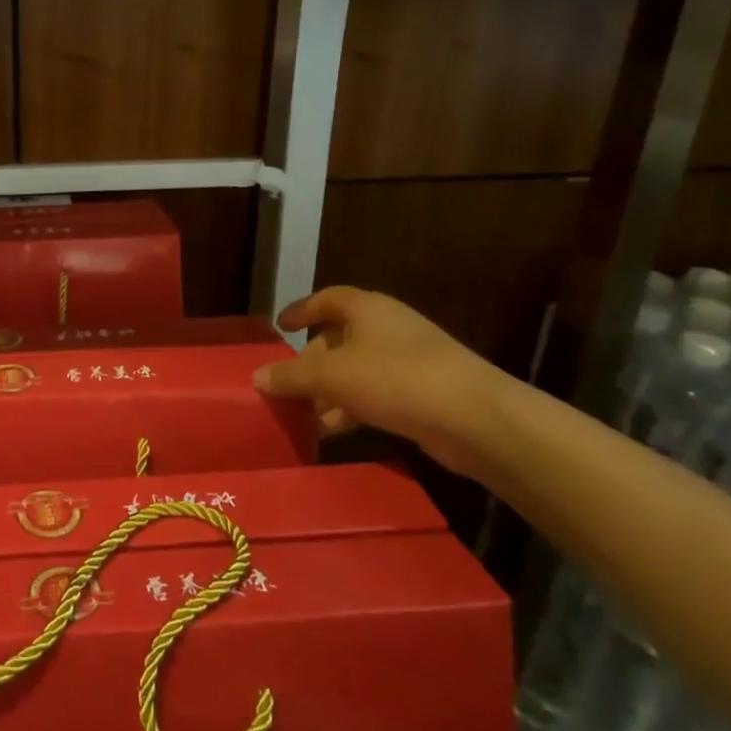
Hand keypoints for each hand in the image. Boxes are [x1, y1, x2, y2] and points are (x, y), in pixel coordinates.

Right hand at [252, 287, 512, 479]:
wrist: (474, 417)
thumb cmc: (394, 379)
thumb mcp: (331, 376)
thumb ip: (291, 376)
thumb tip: (257, 377)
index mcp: (367, 310)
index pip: (327, 299)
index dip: (302, 310)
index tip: (280, 326)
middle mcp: (388, 328)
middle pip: (339, 338)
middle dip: (311, 362)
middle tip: (288, 384)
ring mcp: (409, 360)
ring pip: (356, 370)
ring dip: (330, 391)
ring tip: (305, 416)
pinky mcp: (423, 392)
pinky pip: (376, 394)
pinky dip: (352, 408)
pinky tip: (334, 431)